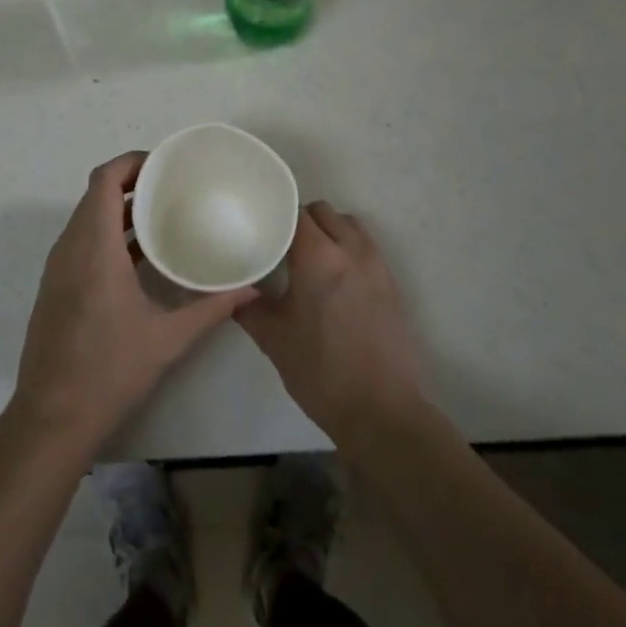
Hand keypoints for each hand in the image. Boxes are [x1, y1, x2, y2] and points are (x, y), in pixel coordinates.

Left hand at [12, 152, 255, 452]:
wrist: (52, 416)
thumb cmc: (110, 371)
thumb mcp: (168, 339)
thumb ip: (212, 308)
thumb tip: (252, 288)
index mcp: (95, 247)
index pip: (104, 180)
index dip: (131, 163)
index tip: (164, 165)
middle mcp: (71, 247)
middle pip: (96, 194)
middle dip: (131, 183)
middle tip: (171, 187)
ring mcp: (58, 267)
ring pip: (86, 218)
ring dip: (118, 209)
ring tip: (161, 215)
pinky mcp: (55, 285)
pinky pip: (80, 241)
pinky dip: (106, 233)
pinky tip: (139, 256)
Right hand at [237, 201, 427, 445]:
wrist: (381, 413)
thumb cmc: (320, 372)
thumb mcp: (273, 338)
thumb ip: (249, 306)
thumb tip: (233, 288)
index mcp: (319, 257)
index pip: (295, 213)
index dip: (276, 216)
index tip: (260, 229)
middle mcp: (351, 251)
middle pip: (324, 213)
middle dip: (302, 221)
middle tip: (281, 245)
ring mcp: (376, 266)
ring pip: (349, 226)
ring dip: (330, 231)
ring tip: (310, 258)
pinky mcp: (392, 285)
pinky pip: (367, 248)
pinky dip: (349, 249)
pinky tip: (334, 280)